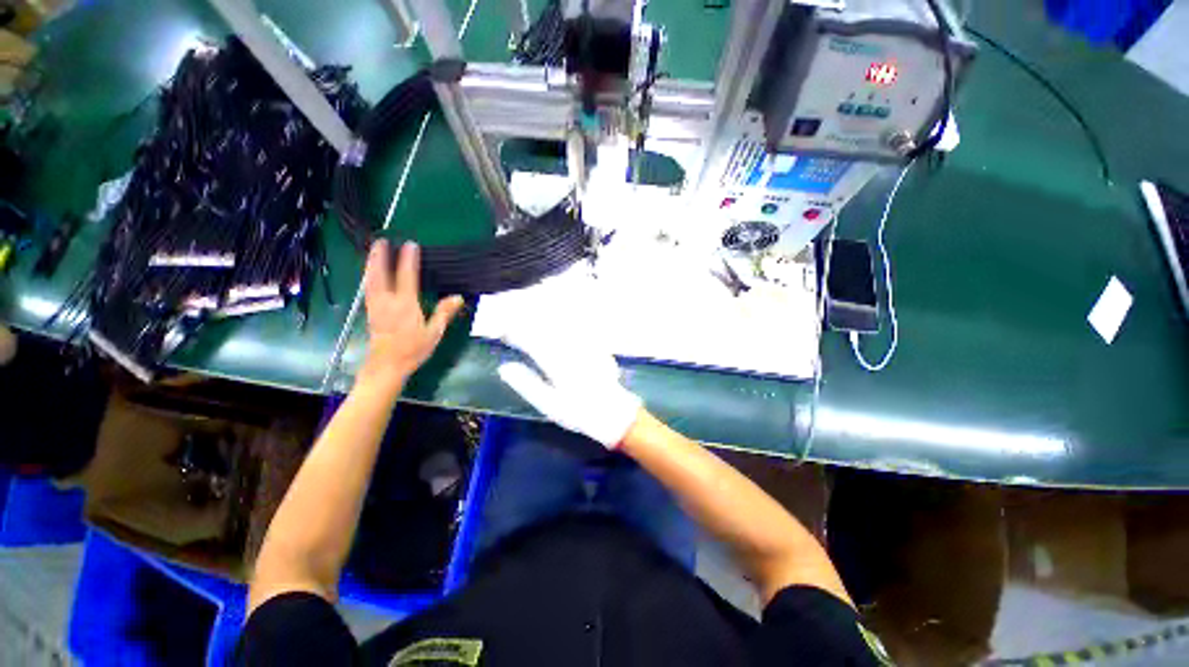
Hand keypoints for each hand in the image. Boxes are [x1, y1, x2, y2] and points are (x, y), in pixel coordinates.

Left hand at [360, 240, 464, 386]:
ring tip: (373, 251)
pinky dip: (369, 276)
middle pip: (381, 274)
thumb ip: (444, 313)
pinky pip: (368, 288)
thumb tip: (458, 297)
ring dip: (371, 263)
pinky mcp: (370, 312)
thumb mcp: (434, 332)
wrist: (387, 365)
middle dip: (381, 256)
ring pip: (371, 279)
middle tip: (382, 240)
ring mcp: (376, 305)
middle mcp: (388, 301)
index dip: (409, 260)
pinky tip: (370, 274)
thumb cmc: (413, 349)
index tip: (411, 245)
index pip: (407, 276)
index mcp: (405, 304)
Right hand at [498, 320, 641, 448]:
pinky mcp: (595, 347)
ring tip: (533, 328)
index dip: (515, 335)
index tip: (504, 334)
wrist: (613, 414)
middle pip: (545, 330)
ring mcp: (584, 346)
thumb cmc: (578, 412)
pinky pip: (577, 332)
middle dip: (528, 327)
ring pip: (561, 328)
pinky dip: (564, 329)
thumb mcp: (548, 404)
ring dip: (544, 326)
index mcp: (556, 363)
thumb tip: (505, 368)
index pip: (531, 341)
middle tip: (515, 331)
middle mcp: (570, 349)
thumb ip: (526, 384)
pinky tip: (561, 331)